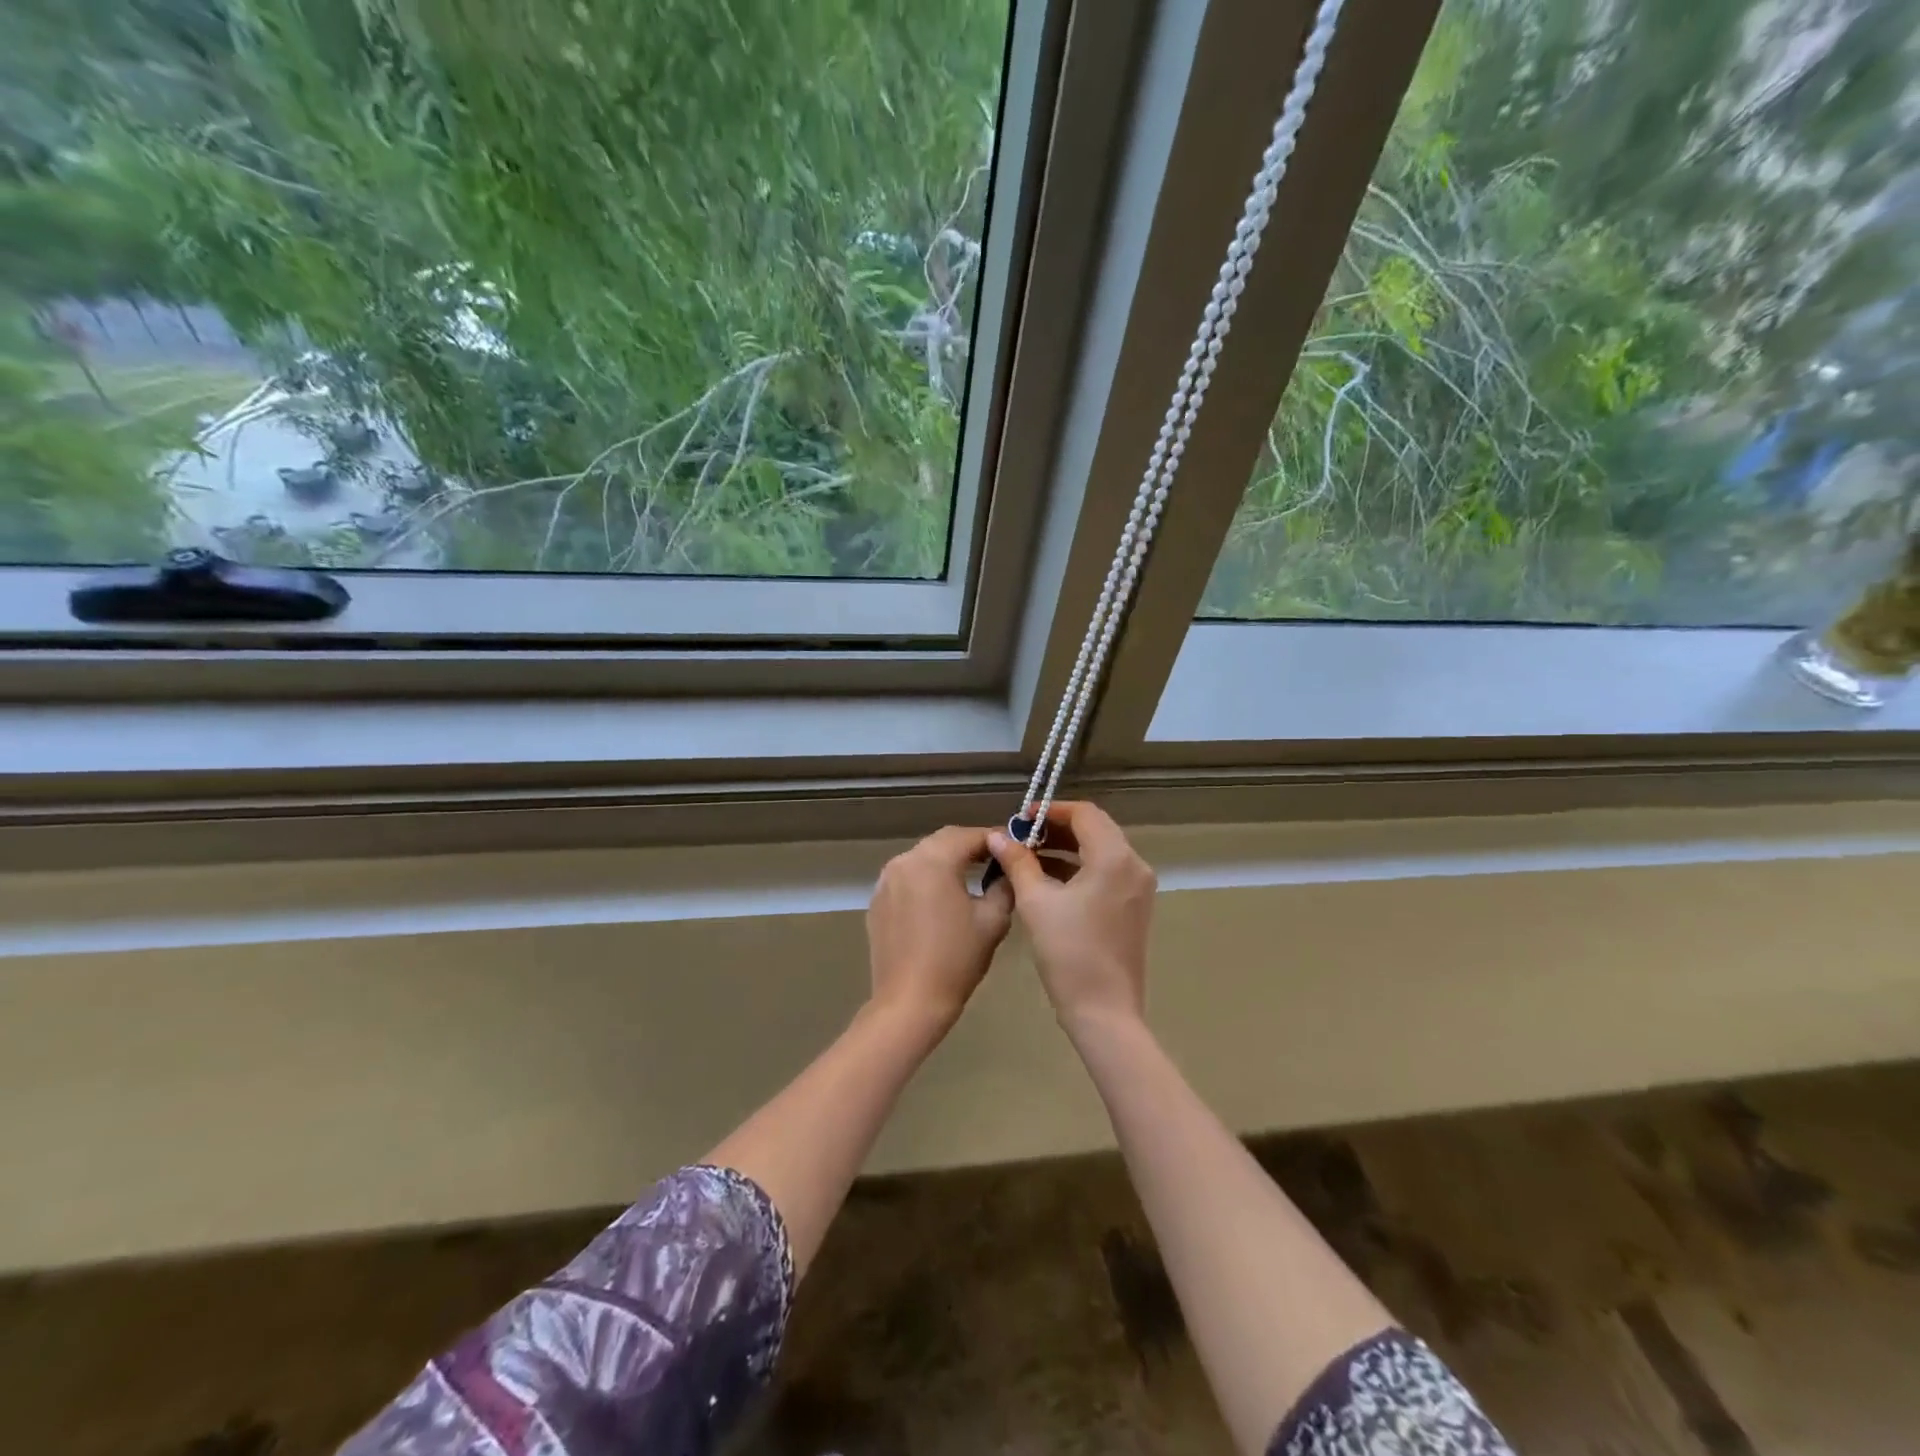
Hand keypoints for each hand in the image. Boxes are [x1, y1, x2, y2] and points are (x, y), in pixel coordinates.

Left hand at [866, 825, 1013, 1029]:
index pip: (969, 835)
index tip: (1014, 847)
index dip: (995, 838)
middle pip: (943, 841)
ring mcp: (886, 880)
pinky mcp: (877, 900)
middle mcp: (905, 861)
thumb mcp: (993, 920)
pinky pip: (906, 878)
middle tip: (995, 860)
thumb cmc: (956, 959)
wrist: (909, 1001)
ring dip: (946, 861)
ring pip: (923, 857)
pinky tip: (940, 900)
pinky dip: (926, 879)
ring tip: (970, 877)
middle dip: (970, 846)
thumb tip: (1007, 870)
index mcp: (934, 860)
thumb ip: (1004, 885)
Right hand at [987, 802, 1154, 1032]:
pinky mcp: (1134, 907)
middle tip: (1022, 836)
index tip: (1022, 818)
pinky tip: (1049, 879)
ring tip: (1029, 856)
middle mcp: (1134, 865)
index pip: (1084, 813)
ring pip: (1101, 851)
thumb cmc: (1068, 952)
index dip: (1052, 810)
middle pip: (1096, 829)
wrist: (1104, 1011)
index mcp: (1114, 857)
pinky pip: (1107, 873)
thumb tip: (998, 836)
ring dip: (1067, 848)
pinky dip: (1080, 868)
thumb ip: (1018, 862)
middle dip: (1058, 828)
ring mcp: (1138, 888)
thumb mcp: (1036, 902)